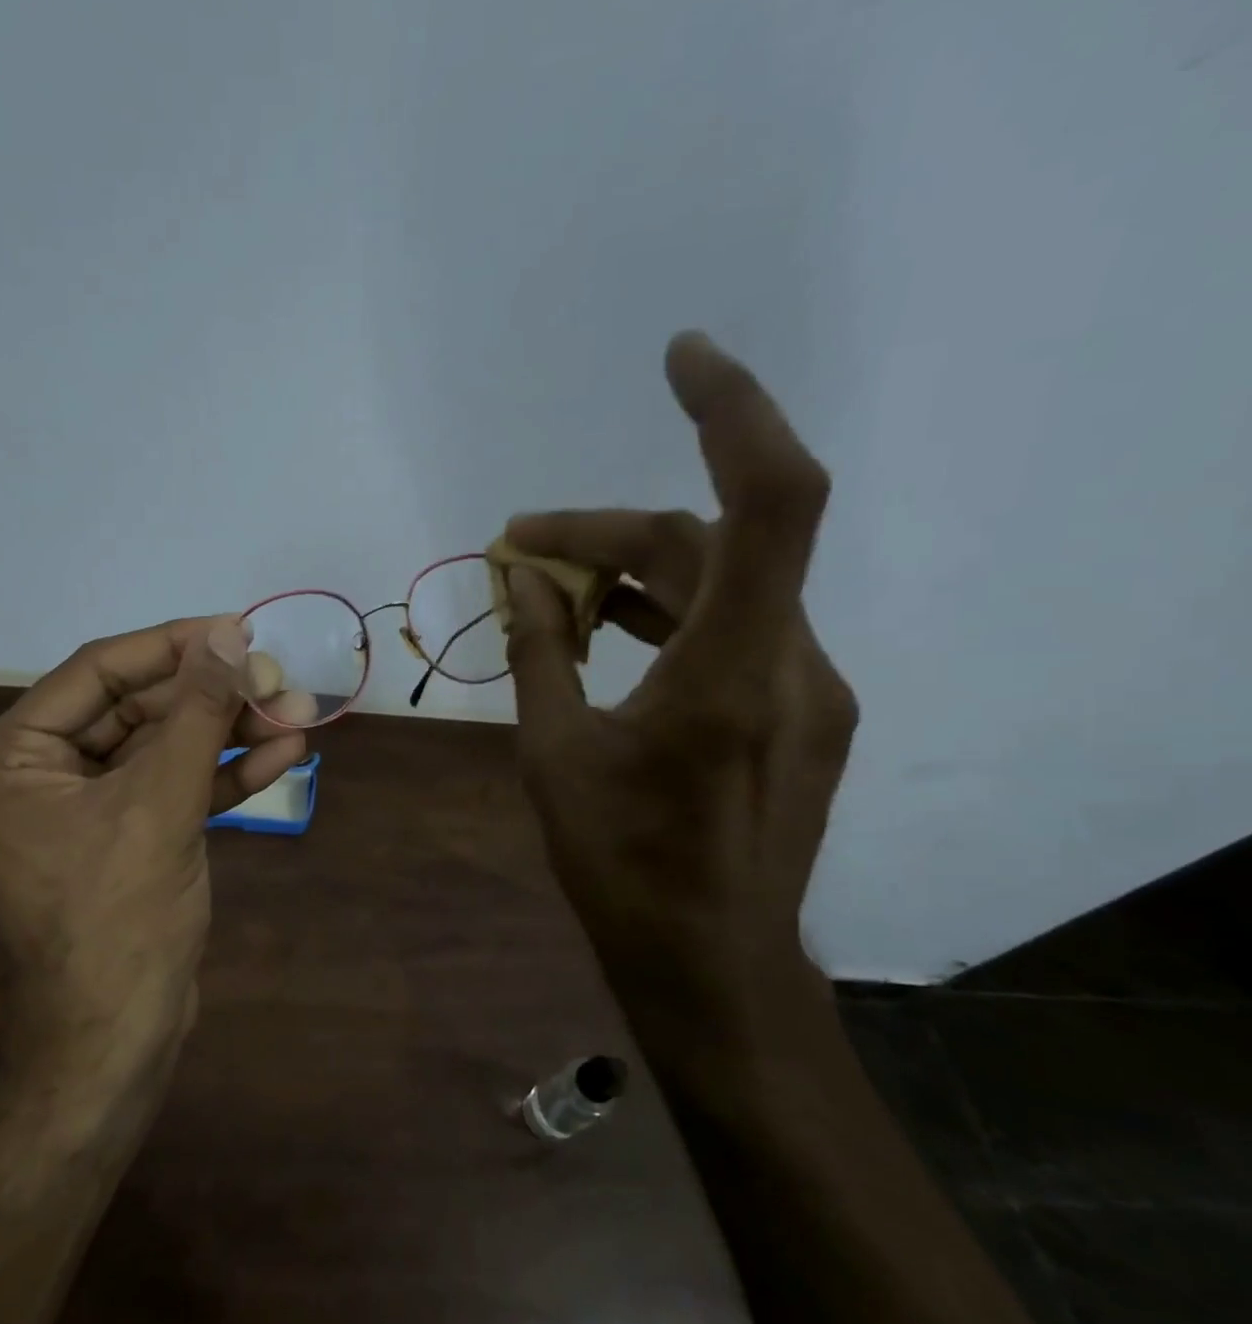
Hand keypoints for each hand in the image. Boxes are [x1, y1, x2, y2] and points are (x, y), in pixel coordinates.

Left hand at [0, 616, 314, 1074]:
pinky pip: (174, 788)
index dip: (171, 646)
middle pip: (136, 708)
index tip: (236, 629)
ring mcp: (87, 807)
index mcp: (10, 756)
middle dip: (212, 696)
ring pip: (164, 748)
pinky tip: (282, 753)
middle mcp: (39, 773)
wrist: (121, 1037)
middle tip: (278, 677)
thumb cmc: (119, 918)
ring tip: (297, 711)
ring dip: (229, 732)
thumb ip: (195, 713)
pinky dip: (223, 773)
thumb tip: (230, 637)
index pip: (97, 672)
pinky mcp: (128, 836)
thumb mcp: (160, 803)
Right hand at [503, 332, 858, 1057]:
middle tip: (517, 549)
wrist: (708, 963)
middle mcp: (793, 663)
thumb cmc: (620, 868)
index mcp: (734, 673)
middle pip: (705, 548)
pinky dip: (663, 614)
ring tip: (547, 589)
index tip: (678, 360)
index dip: (733, 411)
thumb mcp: (554, 756)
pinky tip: (603, 630)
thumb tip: (516, 579)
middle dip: (604, 535)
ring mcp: (807, 689)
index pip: (769, 502)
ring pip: (719, 588)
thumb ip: (538, 654)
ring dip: (632, 574)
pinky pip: (729, 629)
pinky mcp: (798, 712)